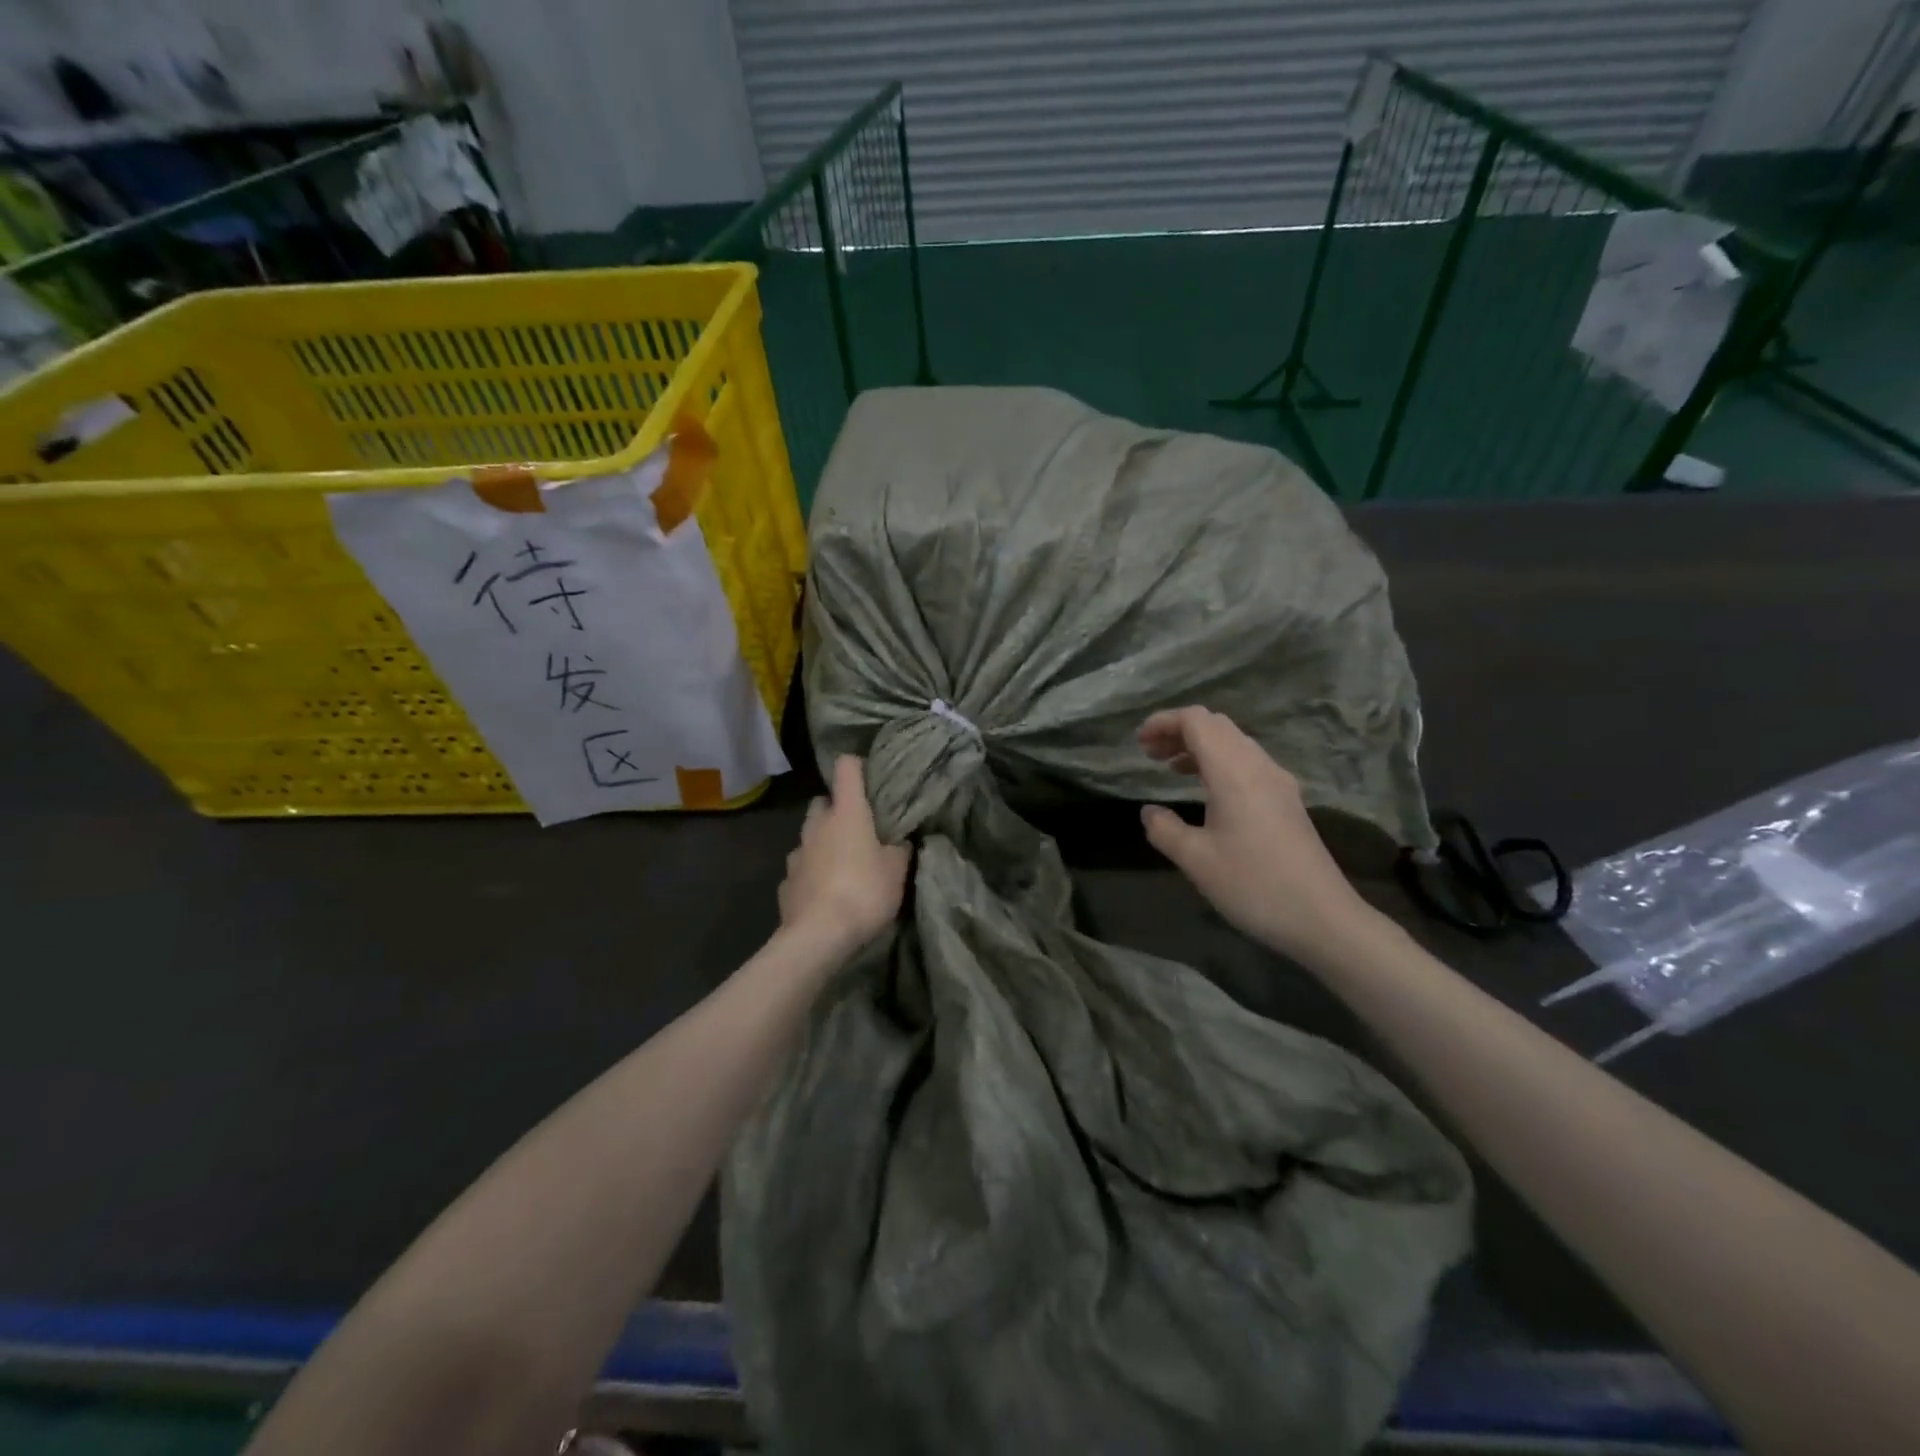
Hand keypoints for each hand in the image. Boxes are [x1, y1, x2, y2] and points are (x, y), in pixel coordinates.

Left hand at [778, 756, 911, 956]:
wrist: (817, 937)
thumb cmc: (864, 893)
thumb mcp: (896, 871)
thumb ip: (899, 849)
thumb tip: (900, 840)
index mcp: (846, 813)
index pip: (846, 768)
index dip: (857, 766)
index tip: (869, 775)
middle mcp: (817, 826)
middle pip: (822, 802)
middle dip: (837, 809)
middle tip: (859, 827)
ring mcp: (797, 853)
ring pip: (809, 835)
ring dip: (823, 841)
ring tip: (842, 862)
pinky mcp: (786, 882)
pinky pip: (801, 867)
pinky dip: (812, 871)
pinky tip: (825, 890)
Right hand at [1138, 706, 1377, 964]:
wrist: (1322, 918)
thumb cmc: (1253, 885)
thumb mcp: (1196, 860)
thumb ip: (1164, 829)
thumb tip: (1149, 812)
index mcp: (1233, 772)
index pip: (1197, 721)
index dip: (1164, 722)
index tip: (1138, 742)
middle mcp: (1258, 766)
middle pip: (1216, 725)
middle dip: (1179, 731)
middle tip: (1150, 754)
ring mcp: (1277, 782)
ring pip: (1233, 742)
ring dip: (1199, 746)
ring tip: (1170, 768)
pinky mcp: (1286, 800)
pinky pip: (1247, 762)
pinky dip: (1218, 762)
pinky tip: (1206, 790)